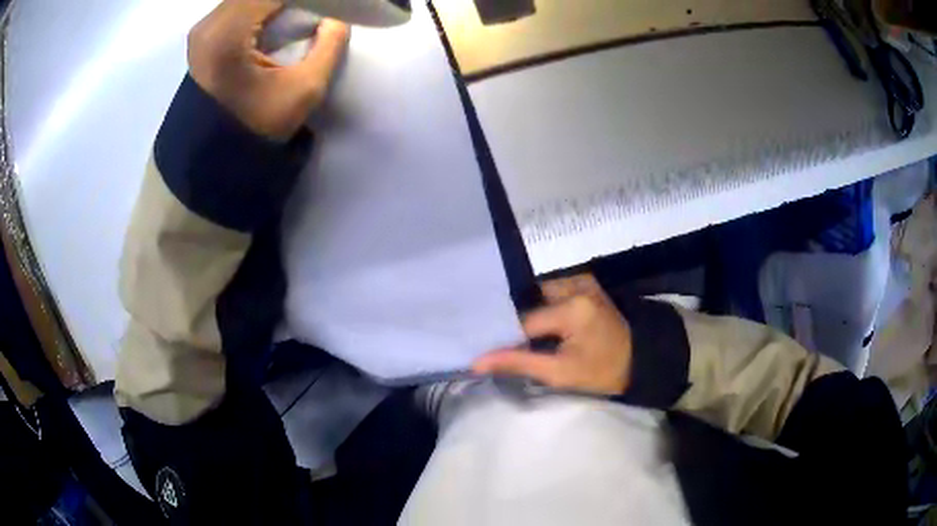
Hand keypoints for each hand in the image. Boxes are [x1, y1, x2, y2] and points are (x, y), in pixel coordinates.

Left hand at [188, 0, 348, 139]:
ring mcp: (203, 30)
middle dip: (289, 0)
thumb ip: (329, 47)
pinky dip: (261, 7)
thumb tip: (335, 20)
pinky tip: (278, 17)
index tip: (329, 6)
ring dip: (273, 3)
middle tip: (316, 9)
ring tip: (299, 13)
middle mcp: (209, 24)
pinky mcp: (204, 37)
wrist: (213, 159)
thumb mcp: (303, 90)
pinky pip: (238, 6)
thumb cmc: (255, 128)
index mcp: (228, 34)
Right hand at [473, 274, 632, 395]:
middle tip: (503, 343)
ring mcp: (581, 281)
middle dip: (517, 323)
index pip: (524, 322)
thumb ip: (518, 363)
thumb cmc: (603, 371)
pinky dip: (542, 307)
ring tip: (520, 334)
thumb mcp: (560, 373)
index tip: (495, 354)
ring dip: (529, 314)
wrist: (641, 359)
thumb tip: (477, 362)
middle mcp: (574, 284)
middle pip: (529, 303)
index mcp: (571, 307)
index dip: (507, 339)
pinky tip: (539, 324)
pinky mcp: (585, 283)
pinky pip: (552, 292)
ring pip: (538, 295)